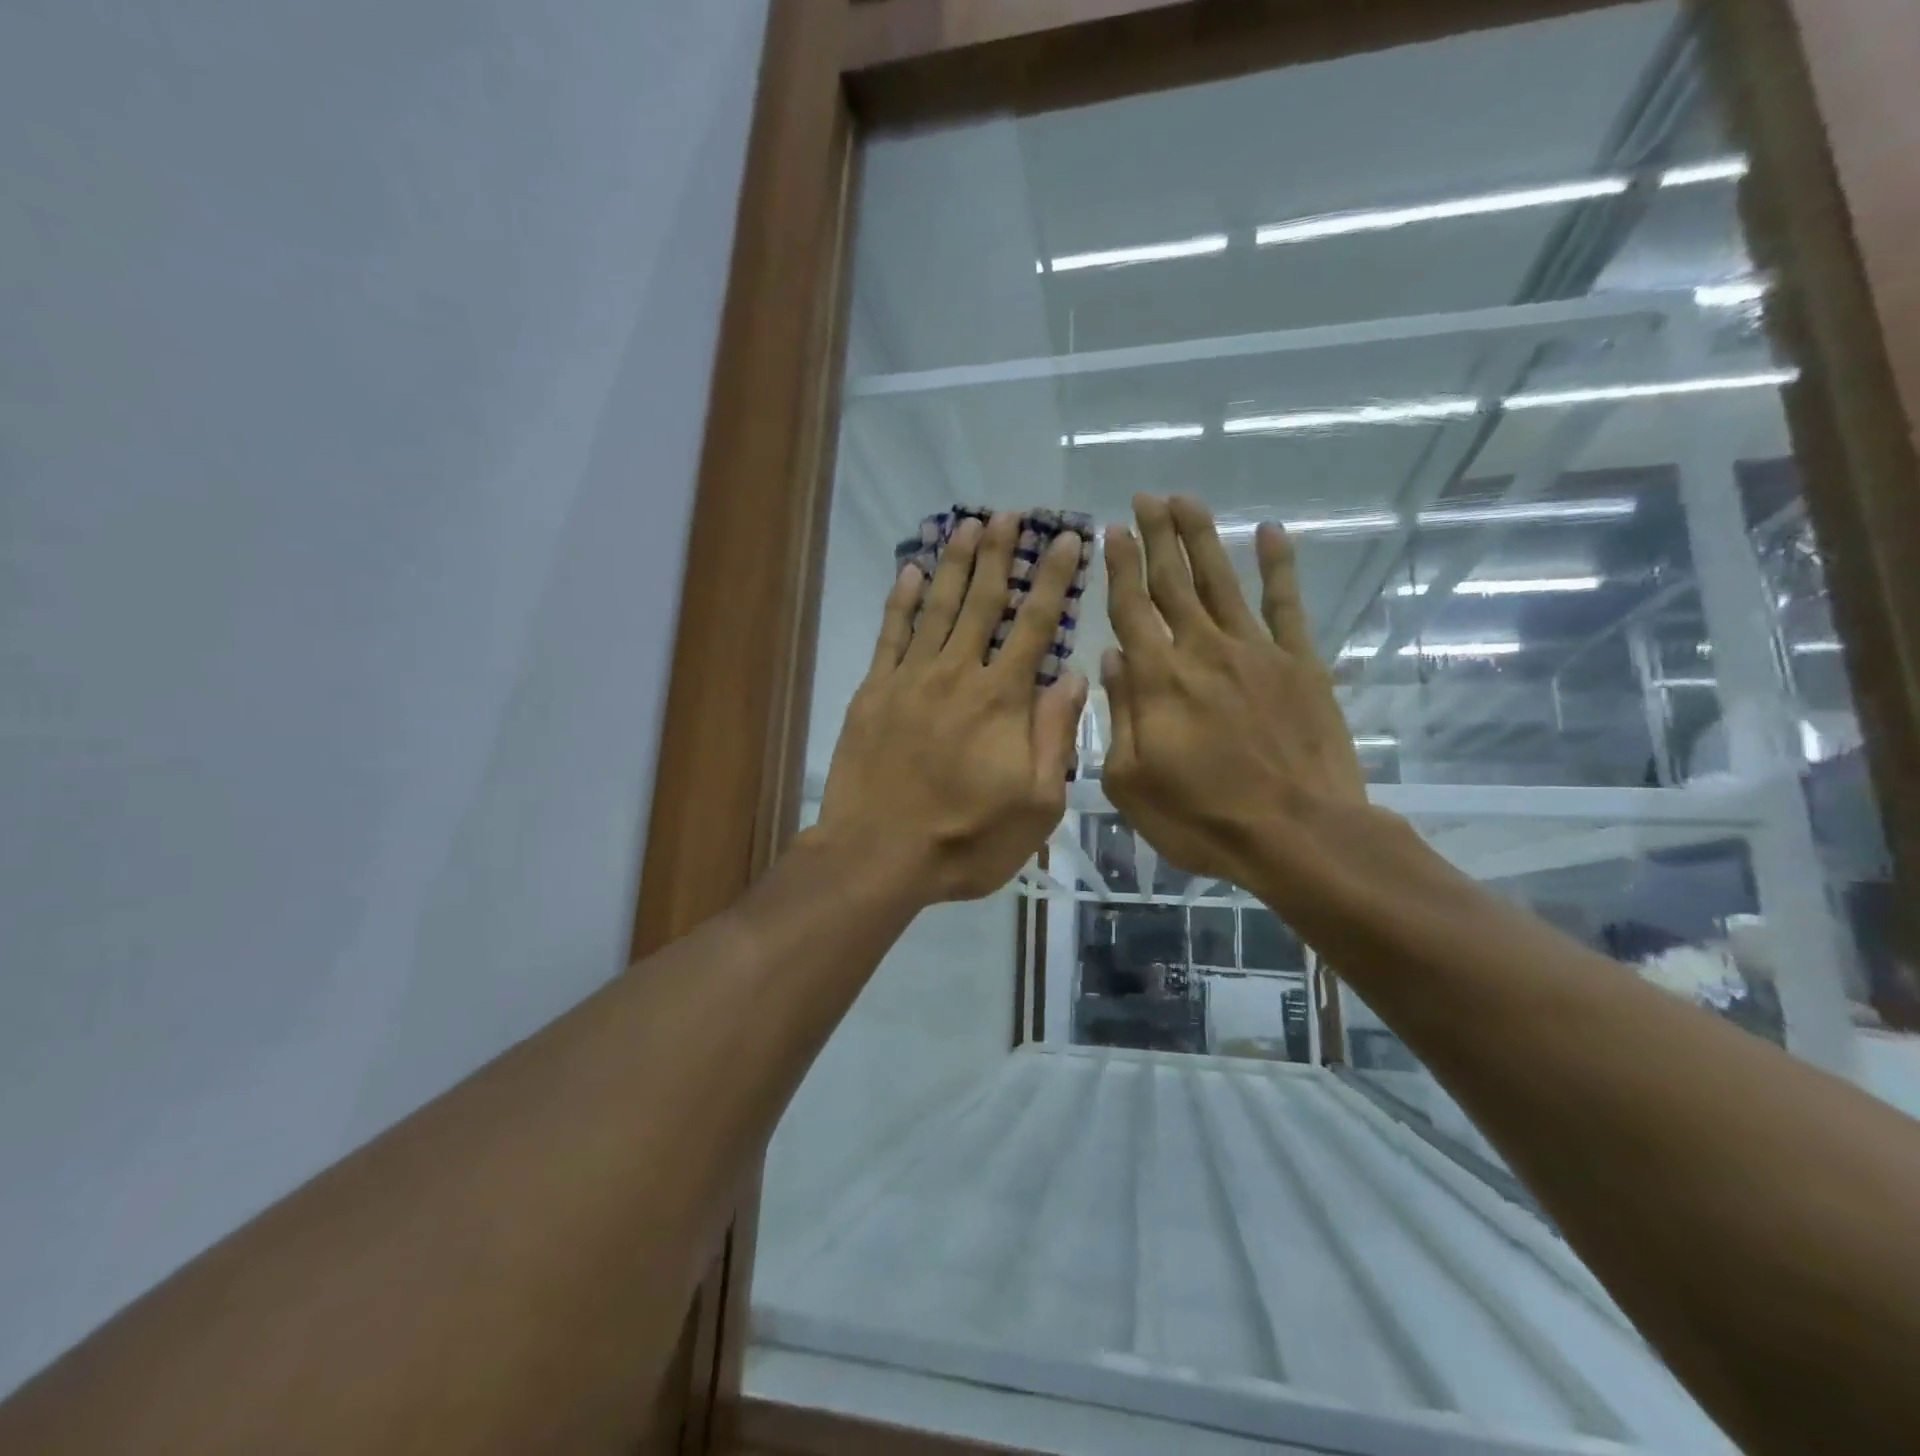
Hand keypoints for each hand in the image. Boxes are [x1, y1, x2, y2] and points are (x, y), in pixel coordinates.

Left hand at [815, 512, 1088, 903]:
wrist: (879, 855)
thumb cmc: (966, 840)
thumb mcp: (1036, 804)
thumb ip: (1056, 736)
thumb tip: (1075, 676)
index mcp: (1003, 699)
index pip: (1036, 624)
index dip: (1054, 579)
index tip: (1068, 540)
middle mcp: (958, 674)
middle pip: (984, 601)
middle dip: (1001, 554)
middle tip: (1012, 515)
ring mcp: (910, 678)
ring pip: (939, 607)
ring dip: (956, 564)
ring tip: (969, 526)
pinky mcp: (874, 691)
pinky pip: (891, 634)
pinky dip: (902, 600)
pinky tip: (912, 571)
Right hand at [1100, 494, 1367, 894]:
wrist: (1298, 835)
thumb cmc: (1203, 818)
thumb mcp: (1131, 781)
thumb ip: (1118, 714)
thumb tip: (1111, 658)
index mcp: (1158, 679)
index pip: (1131, 608)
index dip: (1119, 566)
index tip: (1110, 530)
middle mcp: (1203, 651)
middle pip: (1174, 581)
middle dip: (1156, 537)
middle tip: (1145, 498)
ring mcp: (1256, 652)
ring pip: (1222, 581)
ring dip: (1202, 537)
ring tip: (1186, 499)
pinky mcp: (1301, 664)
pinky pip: (1287, 605)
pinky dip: (1279, 566)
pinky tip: (1273, 532)